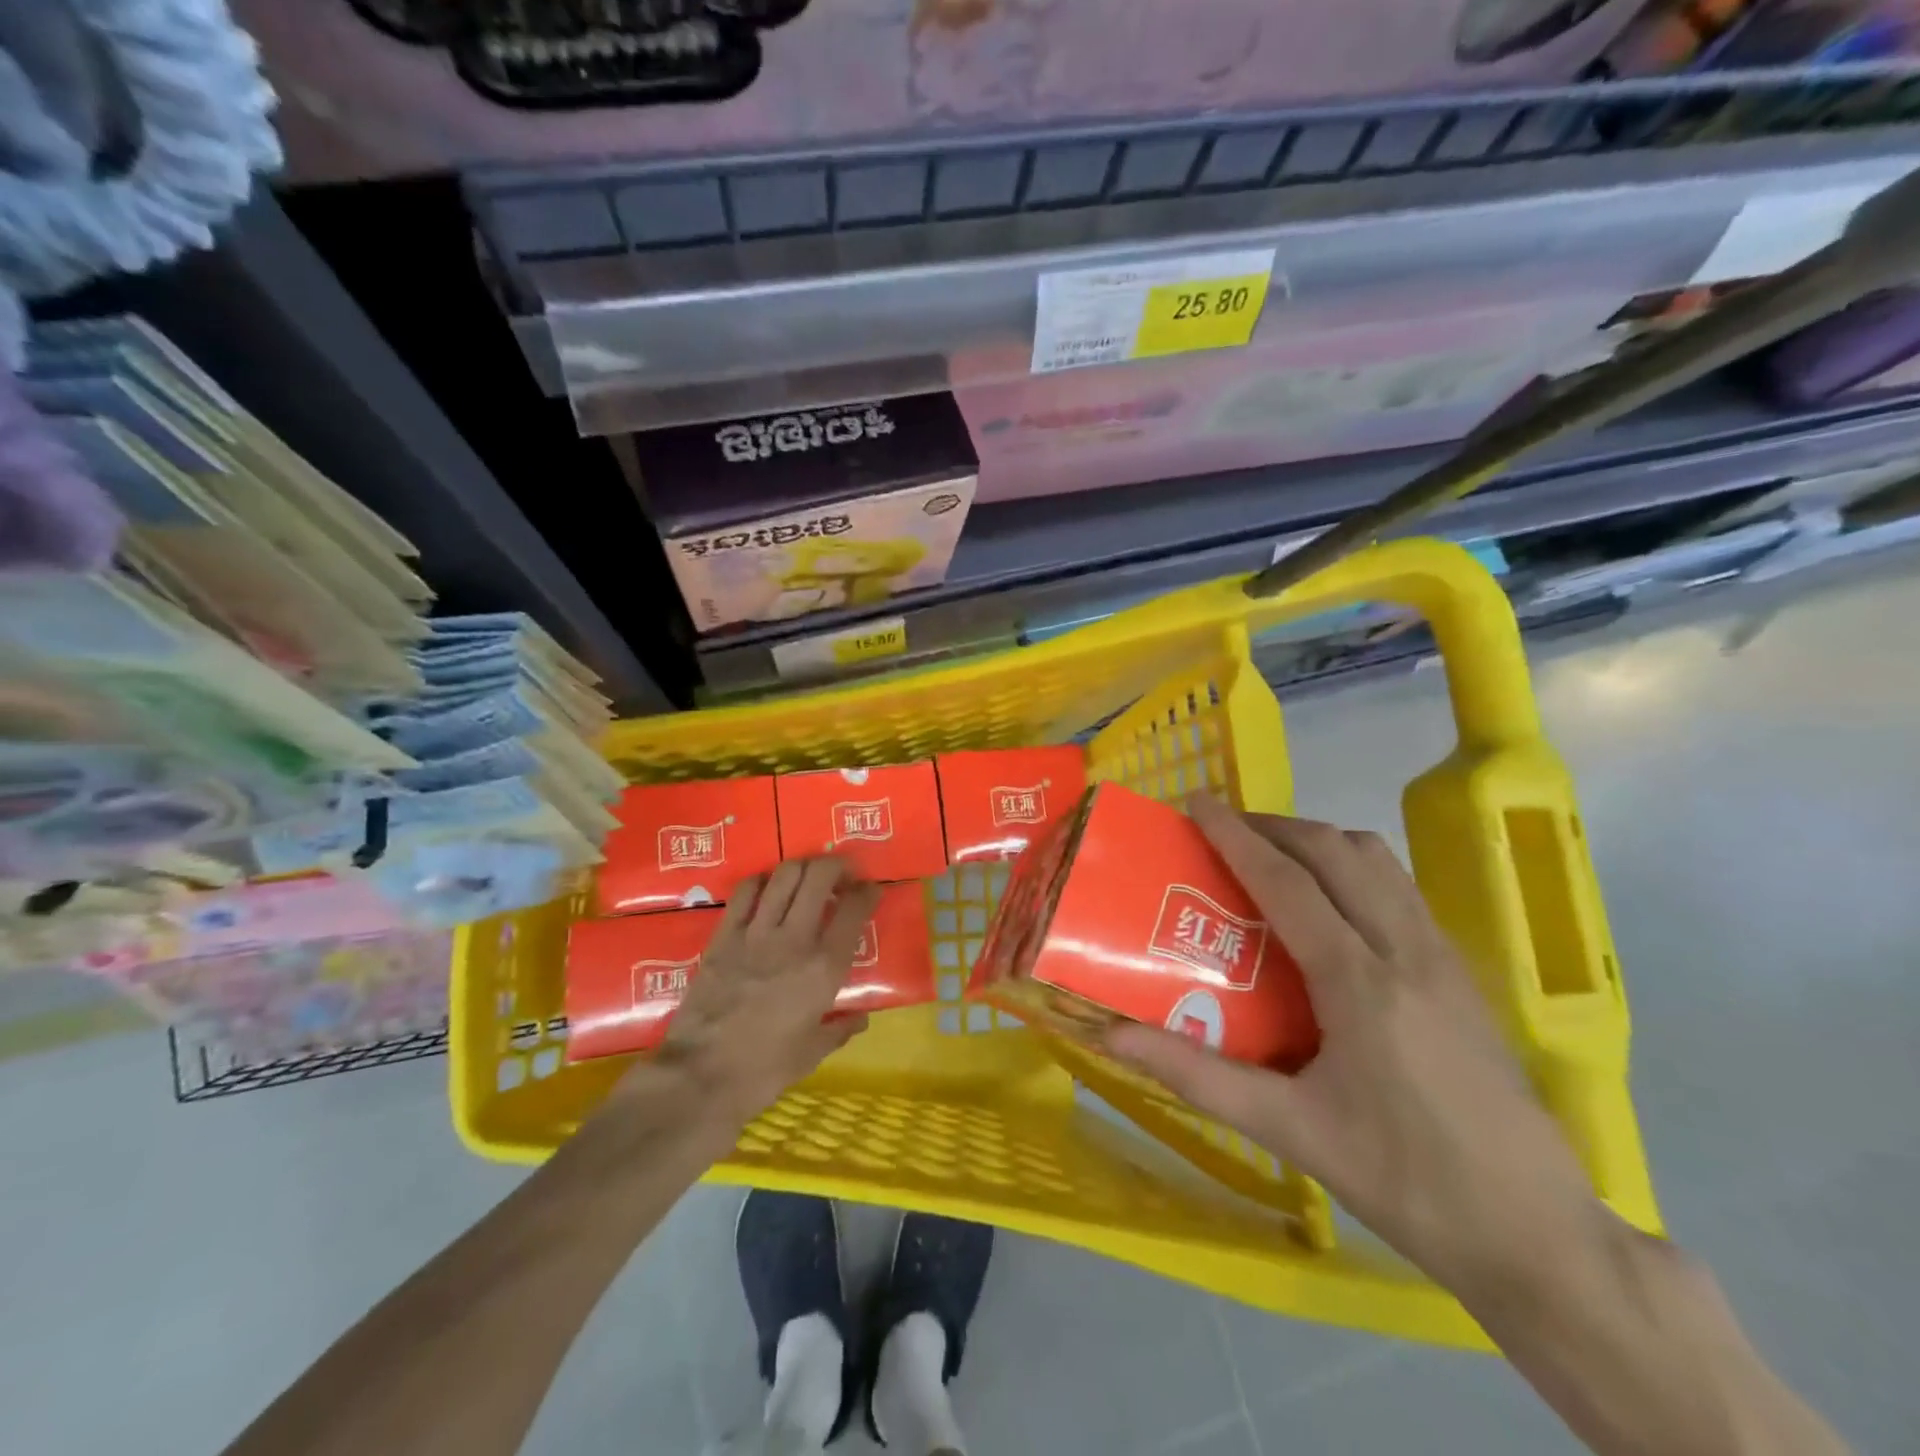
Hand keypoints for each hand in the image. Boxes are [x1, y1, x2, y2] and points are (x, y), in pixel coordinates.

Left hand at [639, 857, 881, 1127]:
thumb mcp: (812, 1053)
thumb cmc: (763, 1070)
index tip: (870, 891)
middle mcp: (795, 939)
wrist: (699, 1077)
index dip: (868, 892)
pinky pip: (745, 891)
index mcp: (824, 968)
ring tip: (808, 877)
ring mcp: (756, 933)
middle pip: (820, 876)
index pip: (854, 909)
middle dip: (837, 866)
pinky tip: (767, 889)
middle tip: (842, 875)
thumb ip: (839, 1029)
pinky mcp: (724, 935)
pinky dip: (762, 881)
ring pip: (785, 875)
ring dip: (802, 867)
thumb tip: (860, 1018)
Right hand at [1107, 796, 1613, 1301]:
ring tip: (1271, 858)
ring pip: (1378, 860)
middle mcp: (1405, 950)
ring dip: (1318, 841)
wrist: (1537, 1234)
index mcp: (1360, 982)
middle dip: (1274, 826)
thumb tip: (1112, 1037)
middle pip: (1336, 850)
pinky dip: (1352, 867)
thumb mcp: (1290, 1130)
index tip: (1197, 801)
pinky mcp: (1462, 972)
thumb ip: (1197, 1076)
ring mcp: (1443, 957)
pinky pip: (1399, 887)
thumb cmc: (1404, 1181)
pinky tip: (1329, 907)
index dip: (1236, 835)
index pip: (1287, 881)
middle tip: (1224, 832)